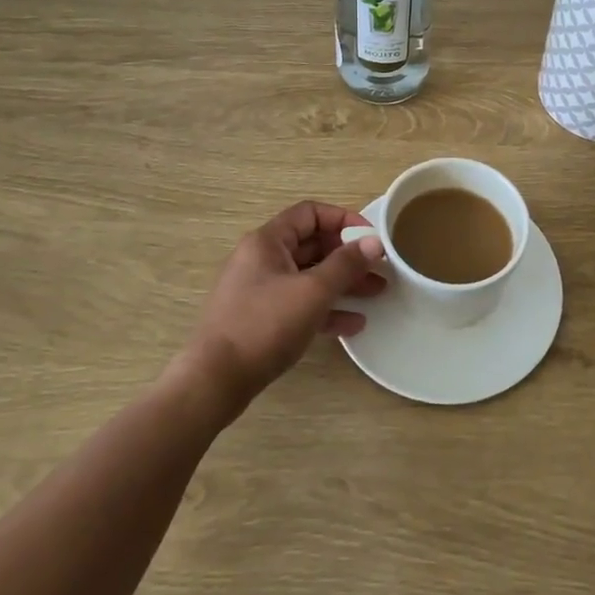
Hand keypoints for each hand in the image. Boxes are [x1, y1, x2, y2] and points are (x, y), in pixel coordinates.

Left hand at [179, 201, 386, 415]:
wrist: (215, 381)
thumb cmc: (264, 325)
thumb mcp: (312, 292)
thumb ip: (346, 265)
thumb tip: (374, 242)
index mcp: (268, 241)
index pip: (311, 213)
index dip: (344, 220)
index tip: (371, 238)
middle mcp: (262, 258)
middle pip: (312, 245)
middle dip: (348, 256)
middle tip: (379, 269)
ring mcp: (260, 290)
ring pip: (308, 276)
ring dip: (342, 283)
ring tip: (376, 293)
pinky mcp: (261, 319)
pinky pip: (299, 303)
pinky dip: (325, 308)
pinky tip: (353, 324)